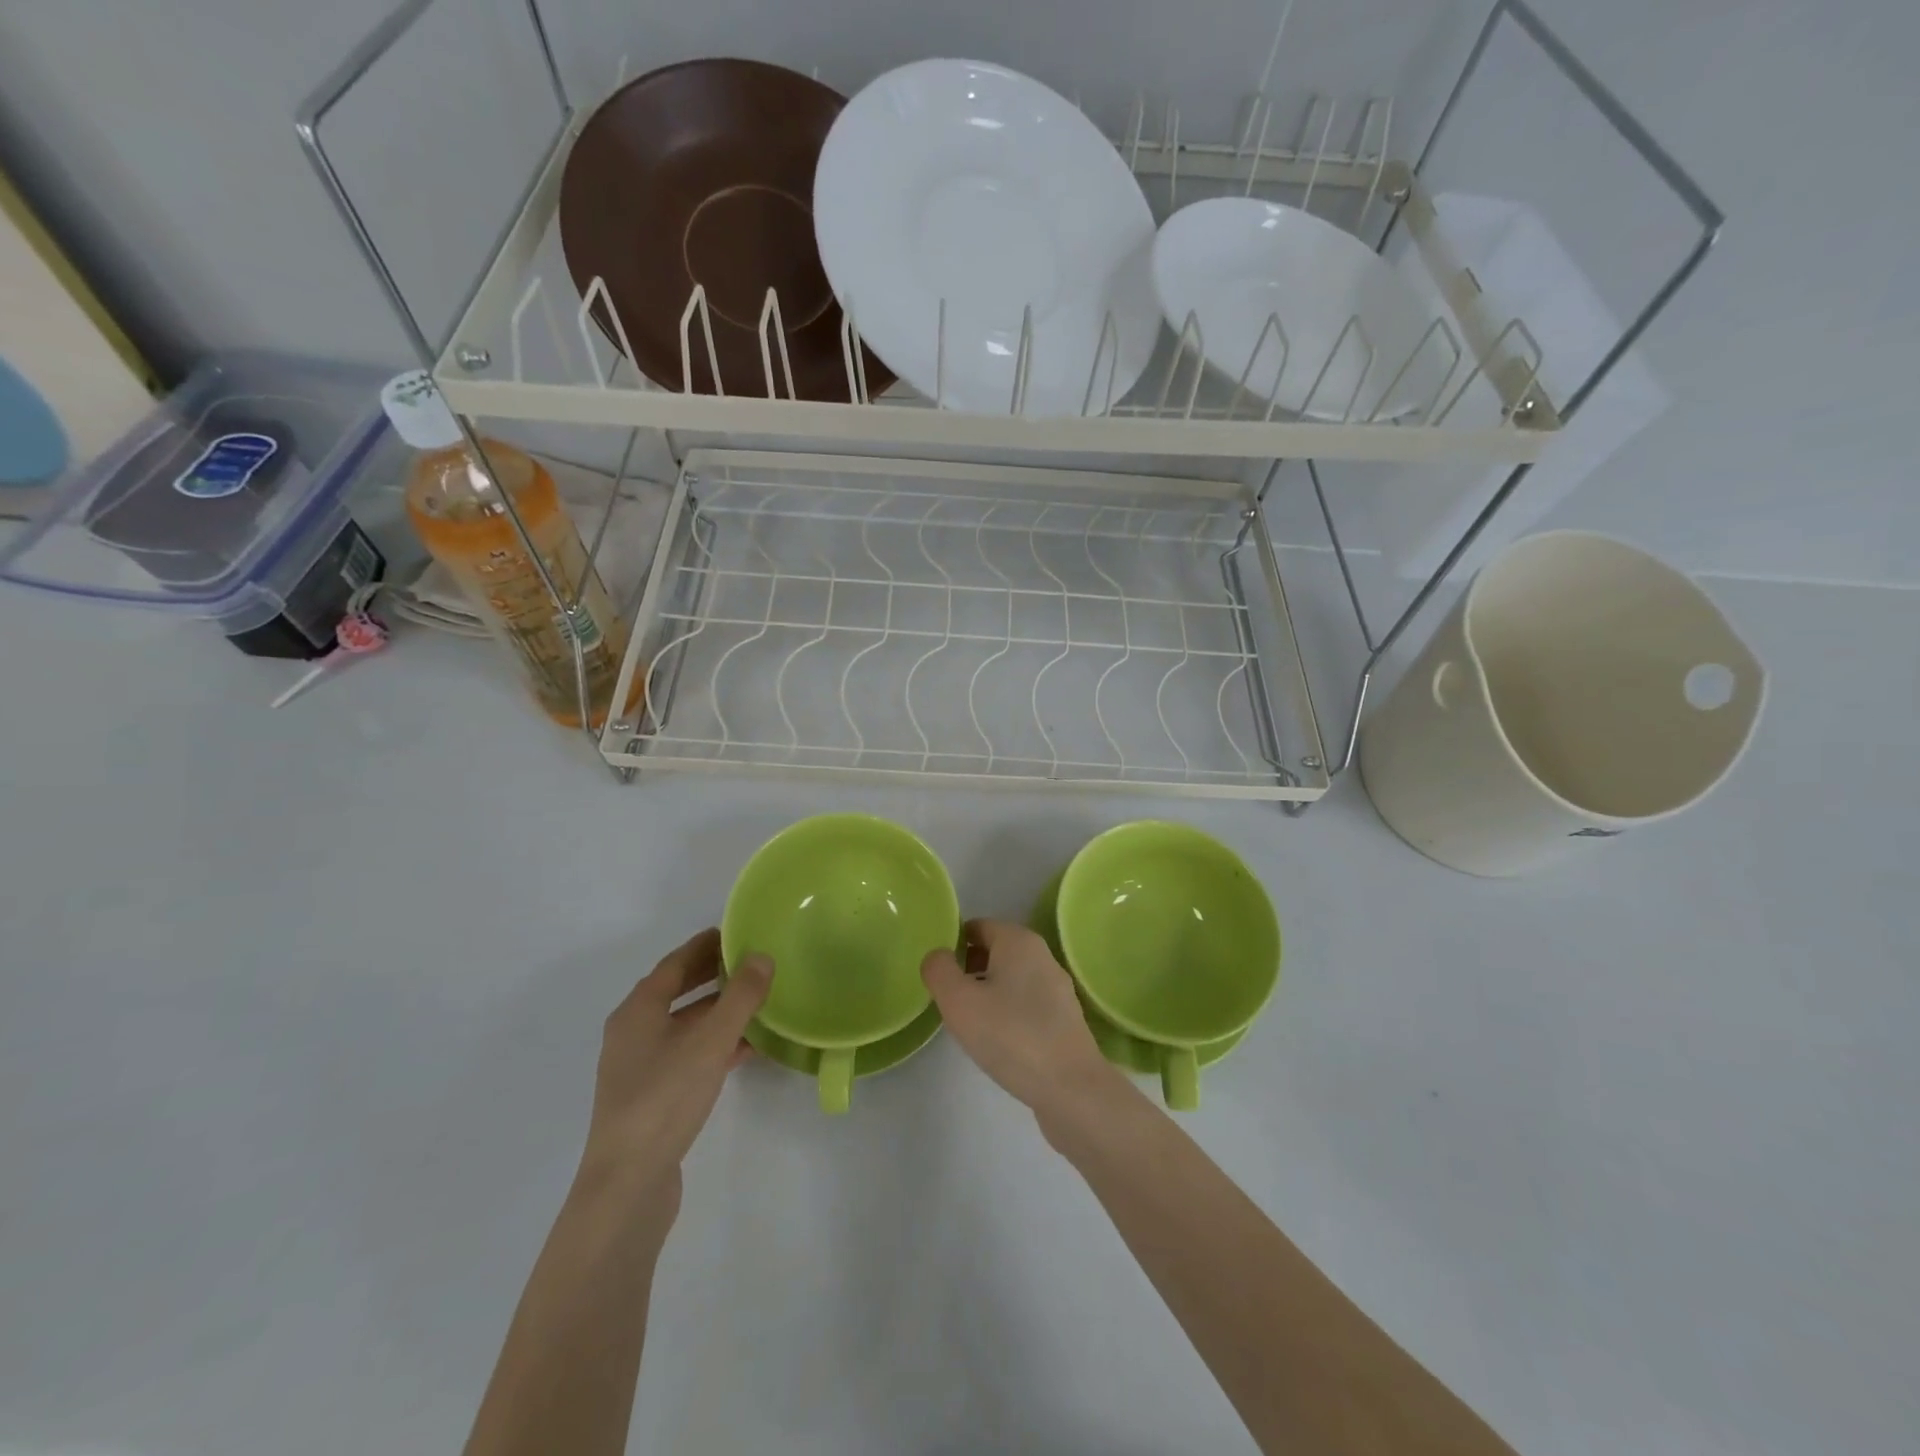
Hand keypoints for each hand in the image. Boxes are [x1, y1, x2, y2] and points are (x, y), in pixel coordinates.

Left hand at [576, 928, 771, 1228]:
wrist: (628, 1185)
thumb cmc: (665, 1099)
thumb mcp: (710, 1041)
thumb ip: (739, 997)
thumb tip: (762, 956)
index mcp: (638, 1011)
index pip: (675, 964)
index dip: (705, 945)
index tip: (735, 931)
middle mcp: (634, 1033)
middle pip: (677, 992)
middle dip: (713, 975)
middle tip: (751, 960)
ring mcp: (641, 1067)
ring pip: (685, 1025)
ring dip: (718, 1011)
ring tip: (758, 1000)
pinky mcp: (652, 1097)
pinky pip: (689, 1054)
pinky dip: (716, 1043)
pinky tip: (747, 1048)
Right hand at [921, 919, 1117, 1119]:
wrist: (1070, 1088)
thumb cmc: (1010, 1036)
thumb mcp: (958, 1001)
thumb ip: (939, 971)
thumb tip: (937, 956)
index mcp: (1018, 940)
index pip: (977, 927)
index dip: (952, 944)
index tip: (936, 973)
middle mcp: (1042, 955)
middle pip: (994, 951)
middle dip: (968, 968)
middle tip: (946, 998)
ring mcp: (1057, 987)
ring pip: (1010, 978)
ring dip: (986, 992)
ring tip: (967, 1022)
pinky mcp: (1064, 1018)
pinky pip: (1025, 1003)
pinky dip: (1007, 1012)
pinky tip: (996, 1040)